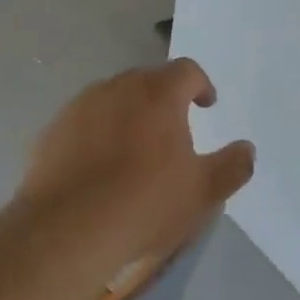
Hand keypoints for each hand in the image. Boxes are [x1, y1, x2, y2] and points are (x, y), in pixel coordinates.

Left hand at [20, 59, 255, 273]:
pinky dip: (96, 134)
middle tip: (172, 130)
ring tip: (133, 149)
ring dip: (127, 114)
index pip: (187, 70)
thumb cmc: (145, 203)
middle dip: (163, 98)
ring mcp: (81, 106)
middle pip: (148, 80)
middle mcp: (119, 87)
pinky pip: (83, 122)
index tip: (206, 105)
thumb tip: (246, 149)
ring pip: (112, 98)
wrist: (68, 229)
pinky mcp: (53, 129)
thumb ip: (232, 166)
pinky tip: (97, 166)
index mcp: (159, 93)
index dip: (201, 85)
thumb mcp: (202, 192)